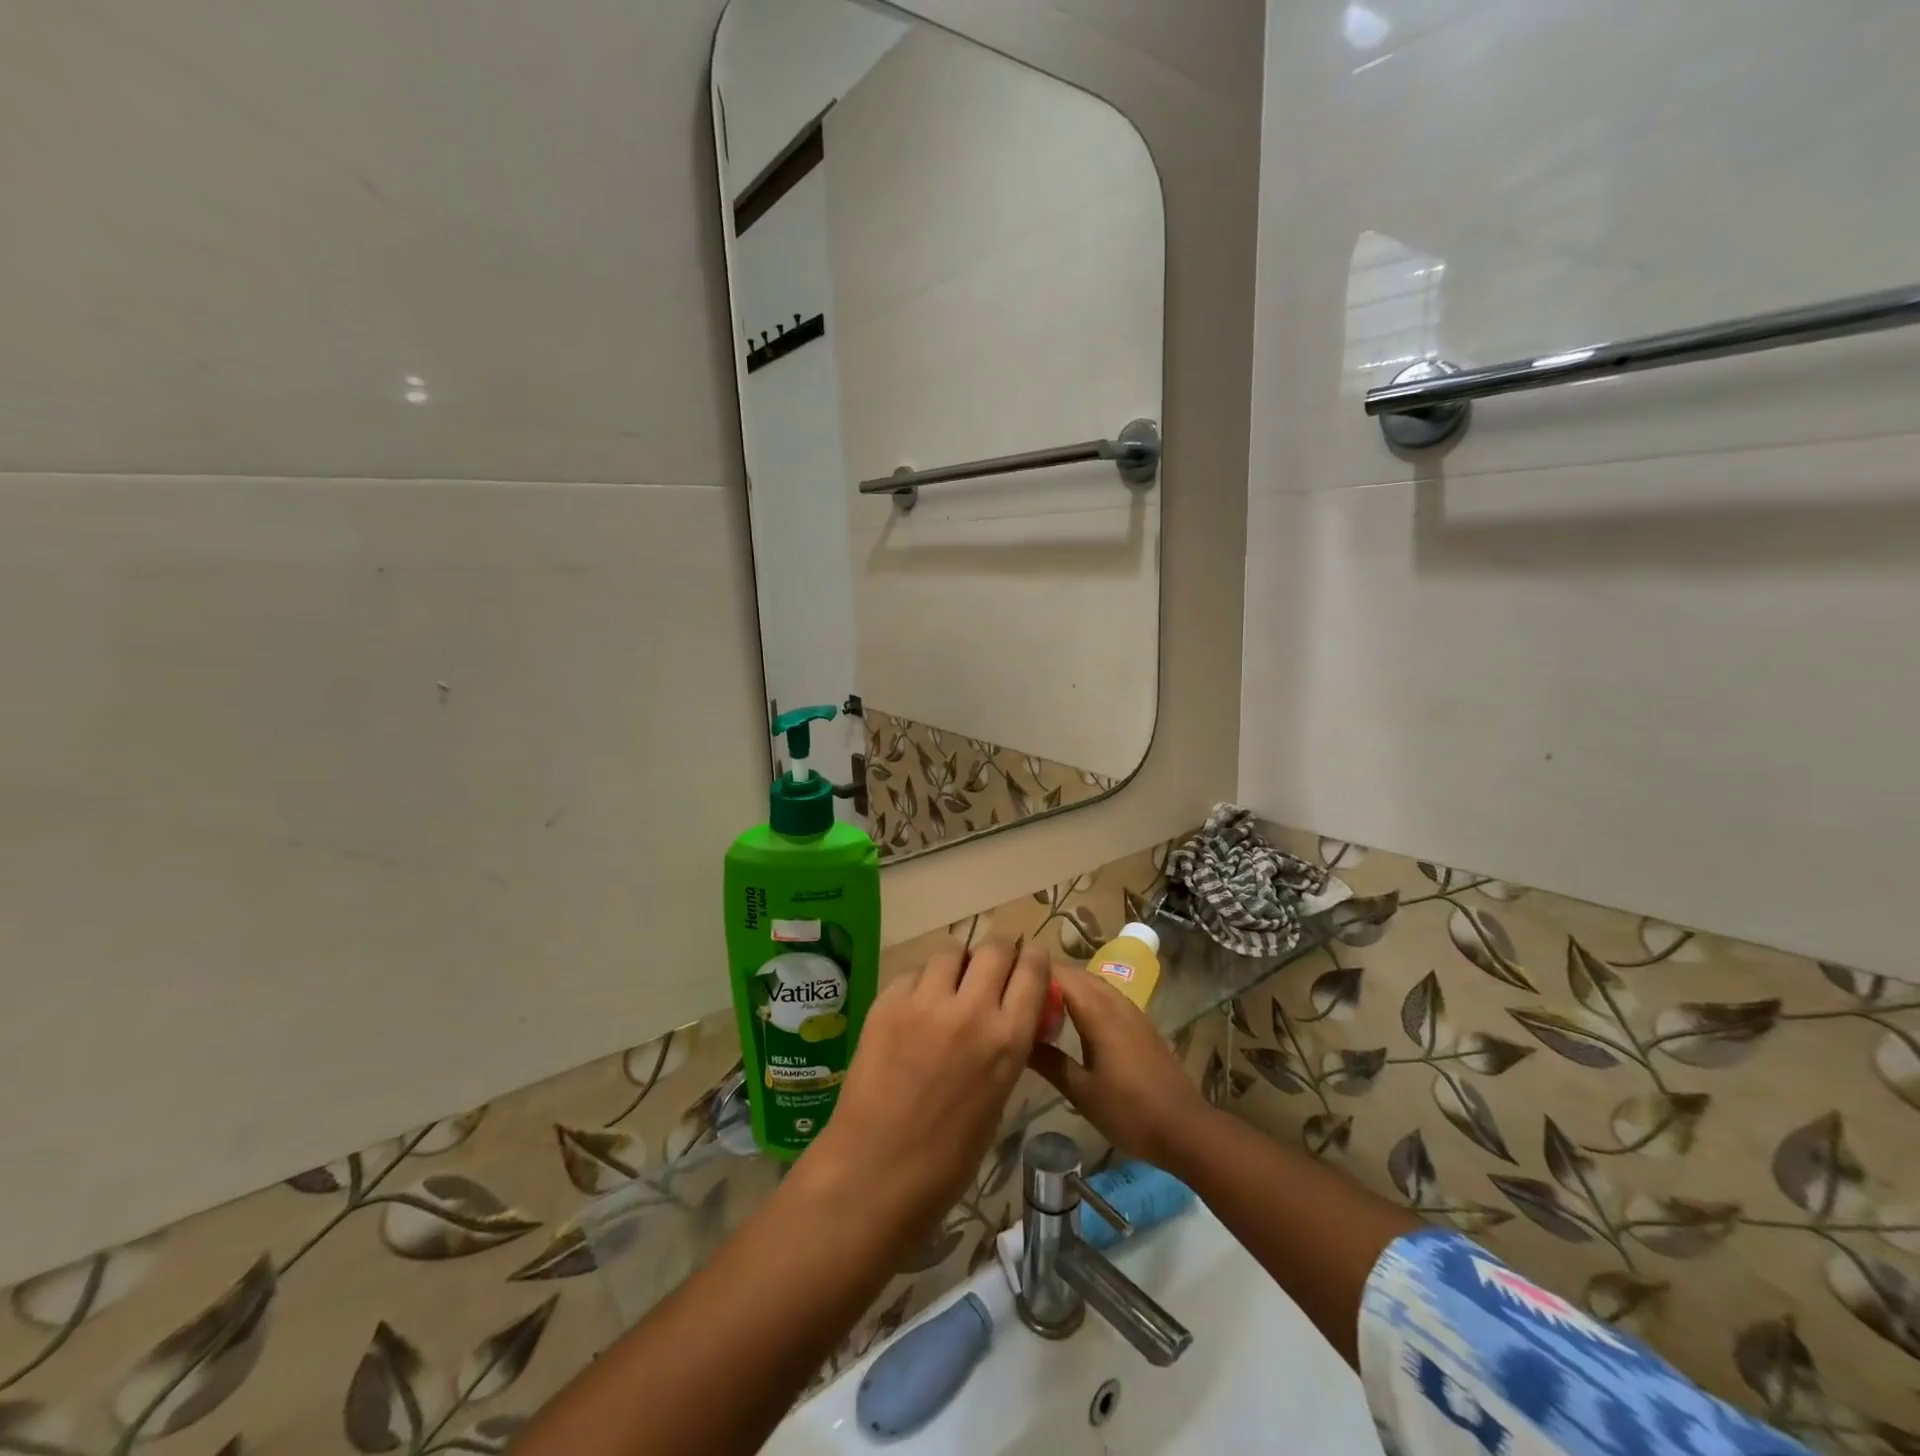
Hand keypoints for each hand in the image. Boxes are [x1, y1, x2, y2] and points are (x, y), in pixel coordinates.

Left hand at [802, 940, 1047, 1247]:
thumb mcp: (998, 1097)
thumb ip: (1007, 1046)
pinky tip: (915, 1009)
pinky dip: (921, 984)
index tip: (1029, 962)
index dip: (1033, 959)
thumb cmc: (947, 1157)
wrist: (874, 1173)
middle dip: (1000, 952)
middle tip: (992, 968)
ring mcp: (925, 1002)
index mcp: (1007, 1039)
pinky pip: (913, 974)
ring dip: (958, 964)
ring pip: (951, 952)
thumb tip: (1009, 1014)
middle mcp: (971, 1009)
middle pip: (995, 948)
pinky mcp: (887, 1002)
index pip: (1033, 970)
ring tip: (950, 985)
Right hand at [1028, 968, 1214, 1172]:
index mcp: (1098, 1011)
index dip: (1032, 970)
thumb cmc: (1130, 1111)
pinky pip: (1104, 996)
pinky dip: (1083, 997)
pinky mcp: (1139, 1023)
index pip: (1059, 973)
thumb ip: (1048, 1061)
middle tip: (1015, 993)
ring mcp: (1130, 1010)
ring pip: (1091, 983)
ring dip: (1066, 986)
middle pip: (1075, 973)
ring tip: (1037, 1004)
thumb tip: (1016, 1039)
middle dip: (1046, 976)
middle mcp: (1114, 1001)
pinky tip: (1071, 1021)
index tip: (1005, 978)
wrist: (1185, 1128)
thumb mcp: (1081, 1091)